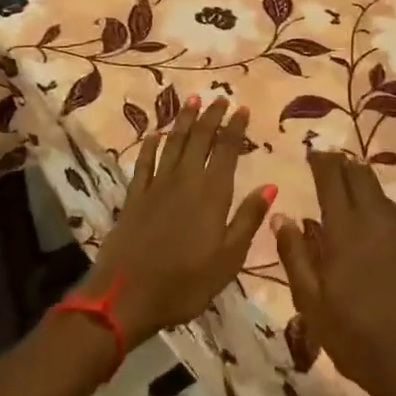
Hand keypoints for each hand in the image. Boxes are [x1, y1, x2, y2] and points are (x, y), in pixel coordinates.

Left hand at [83, 98, 273, 346]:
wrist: (125, 298)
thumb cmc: (185, 284)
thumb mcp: (228, 259)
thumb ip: (248, 219)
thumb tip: (270, 185)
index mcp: (212, 193)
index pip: (226, 150)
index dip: (235, 127)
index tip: (242, 108)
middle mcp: (185, 180)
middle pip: (200, 139)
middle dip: (211, 116)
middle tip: (219, 98)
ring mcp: (156, 186)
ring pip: (173, 144)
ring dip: (184, 121)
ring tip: (192, 100)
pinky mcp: (134, 197)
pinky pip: (144, 163)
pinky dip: (150, 146)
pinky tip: (154, 135)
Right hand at [274, 151, 395, 395]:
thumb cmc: (354, 337)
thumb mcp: (310, 301)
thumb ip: (295, 254)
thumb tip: (281, 215)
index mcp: (344, 230)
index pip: (332, 179)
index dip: (321, 161)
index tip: (312, 152)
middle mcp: (375, 220)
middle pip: (360, 176)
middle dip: (343, 164)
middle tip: (329, 162)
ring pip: (380, 192)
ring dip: (363, 181)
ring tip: (349, 182)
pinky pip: (394, 212)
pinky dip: (379, 202)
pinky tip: (373, 217)